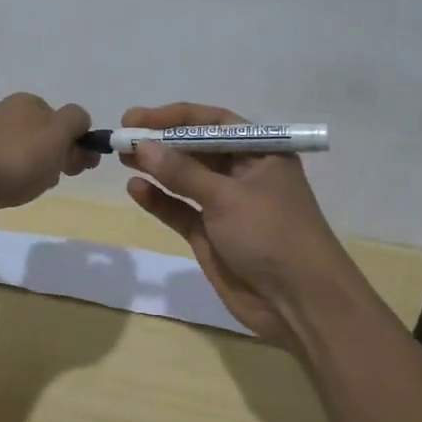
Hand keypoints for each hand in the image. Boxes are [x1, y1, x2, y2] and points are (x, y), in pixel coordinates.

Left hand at [0, 93, 96, 242]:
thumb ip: (75, 122)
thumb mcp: (56, 135)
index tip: (79, 167)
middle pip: (47, 138)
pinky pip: (7, 173)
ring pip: (28, 157)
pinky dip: (14, 184)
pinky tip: (10, 195)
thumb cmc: (11, 159)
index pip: (67, 119)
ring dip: (36, 174)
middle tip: (54, 179)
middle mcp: (8, 117)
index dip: (78, 143)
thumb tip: (80, 121)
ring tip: (29, 189)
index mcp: (28, 103)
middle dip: (58, 159)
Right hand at [119, 102, 356, 346]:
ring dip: (156, 167)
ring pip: (185, 179)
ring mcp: (226, 206)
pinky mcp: (211, 235)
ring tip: (121, 156)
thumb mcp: (227, 197)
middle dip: (161, 141)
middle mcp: (243, 173)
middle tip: (124, 135)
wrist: (300, 304)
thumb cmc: (272, 234)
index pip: (213, 122)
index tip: (138, 117)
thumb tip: (142, 145)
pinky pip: (180, 210)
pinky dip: (159, 200)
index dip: (175, 117)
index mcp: (260, 153)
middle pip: (196, 148)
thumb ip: (182, 172)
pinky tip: (135, 188)